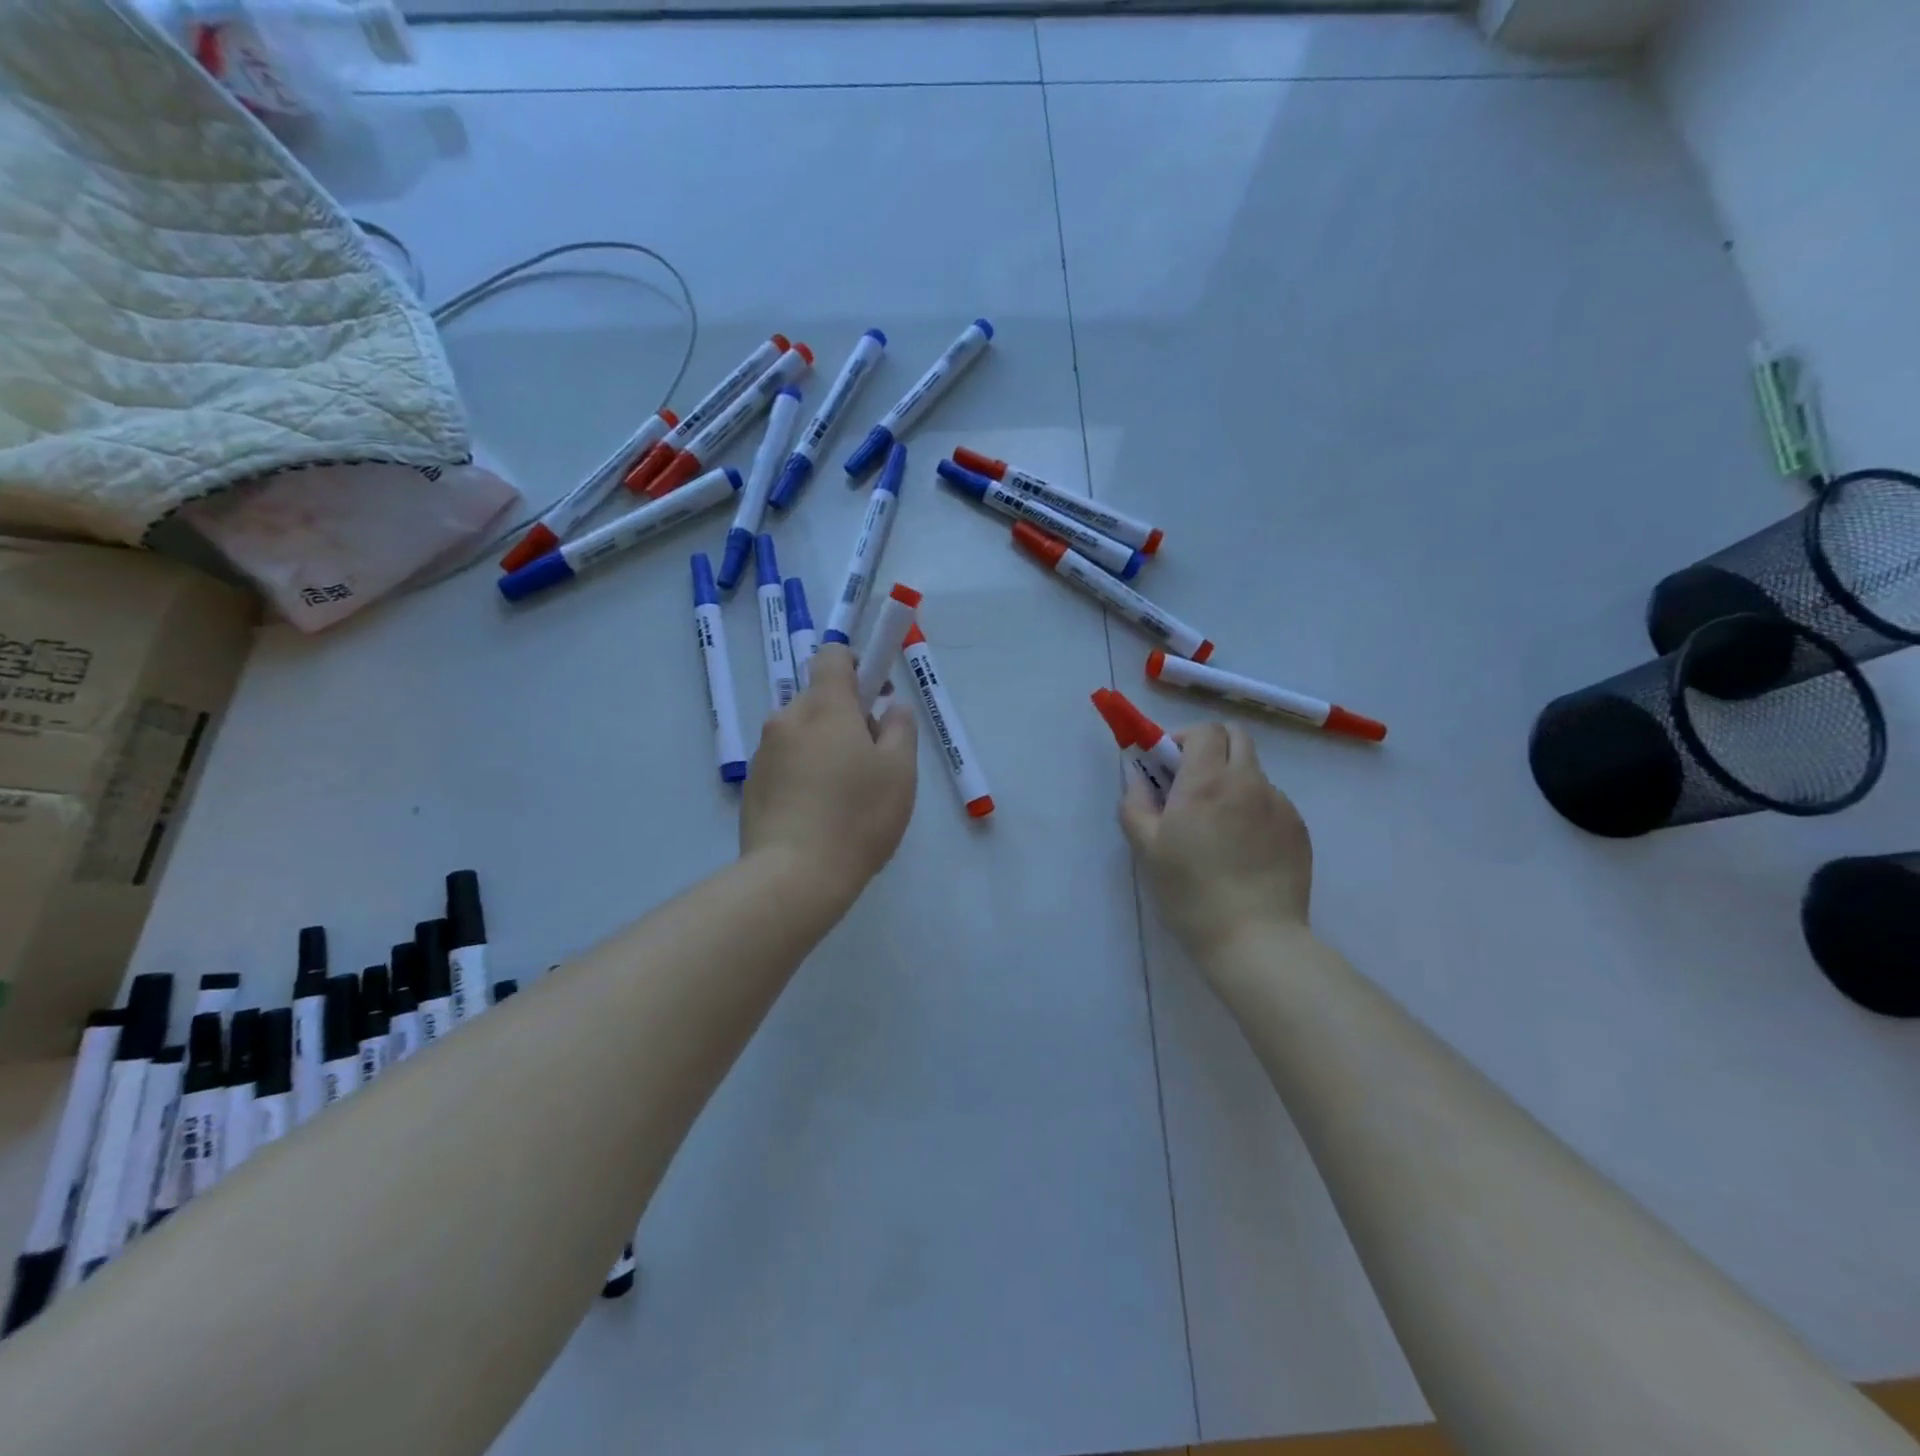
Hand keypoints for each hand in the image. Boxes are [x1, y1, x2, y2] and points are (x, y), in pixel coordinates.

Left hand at [741, 644, 917, 911]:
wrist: (794, 877)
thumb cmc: (857, 816)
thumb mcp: (899, 771)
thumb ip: (900, 727)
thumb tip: (890, 707)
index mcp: (824, 706)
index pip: (833, 656)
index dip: (858, 664)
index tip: (876, 696)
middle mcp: (786, 719)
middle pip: (819, 699)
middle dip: (847, 716)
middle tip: (872, 759)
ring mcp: (764, 754)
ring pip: (802, 734)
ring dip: (826, 747)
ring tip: (847, 795)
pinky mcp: (752, 787)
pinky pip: (786, 764)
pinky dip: (806, 774)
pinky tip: (822, 815)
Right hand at [1120, 723, 1312, 965]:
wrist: (1255, 938)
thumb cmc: (1191, 893)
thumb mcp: (1147, 849)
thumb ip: (1135, 803)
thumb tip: (1137, 777)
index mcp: (1207, 782)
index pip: (1205, 730)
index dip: (1184, 738)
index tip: (1169, 764)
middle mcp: (1248, 782)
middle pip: (1237, 737)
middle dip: (1212, 747)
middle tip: (1191, 781)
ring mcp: (1279, 805)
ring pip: (1254, 772)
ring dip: (1232, 780)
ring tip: (1218, 825)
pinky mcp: (1298, 829)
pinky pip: (1272, 802)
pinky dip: (1253, 808)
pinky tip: (1243, 848)